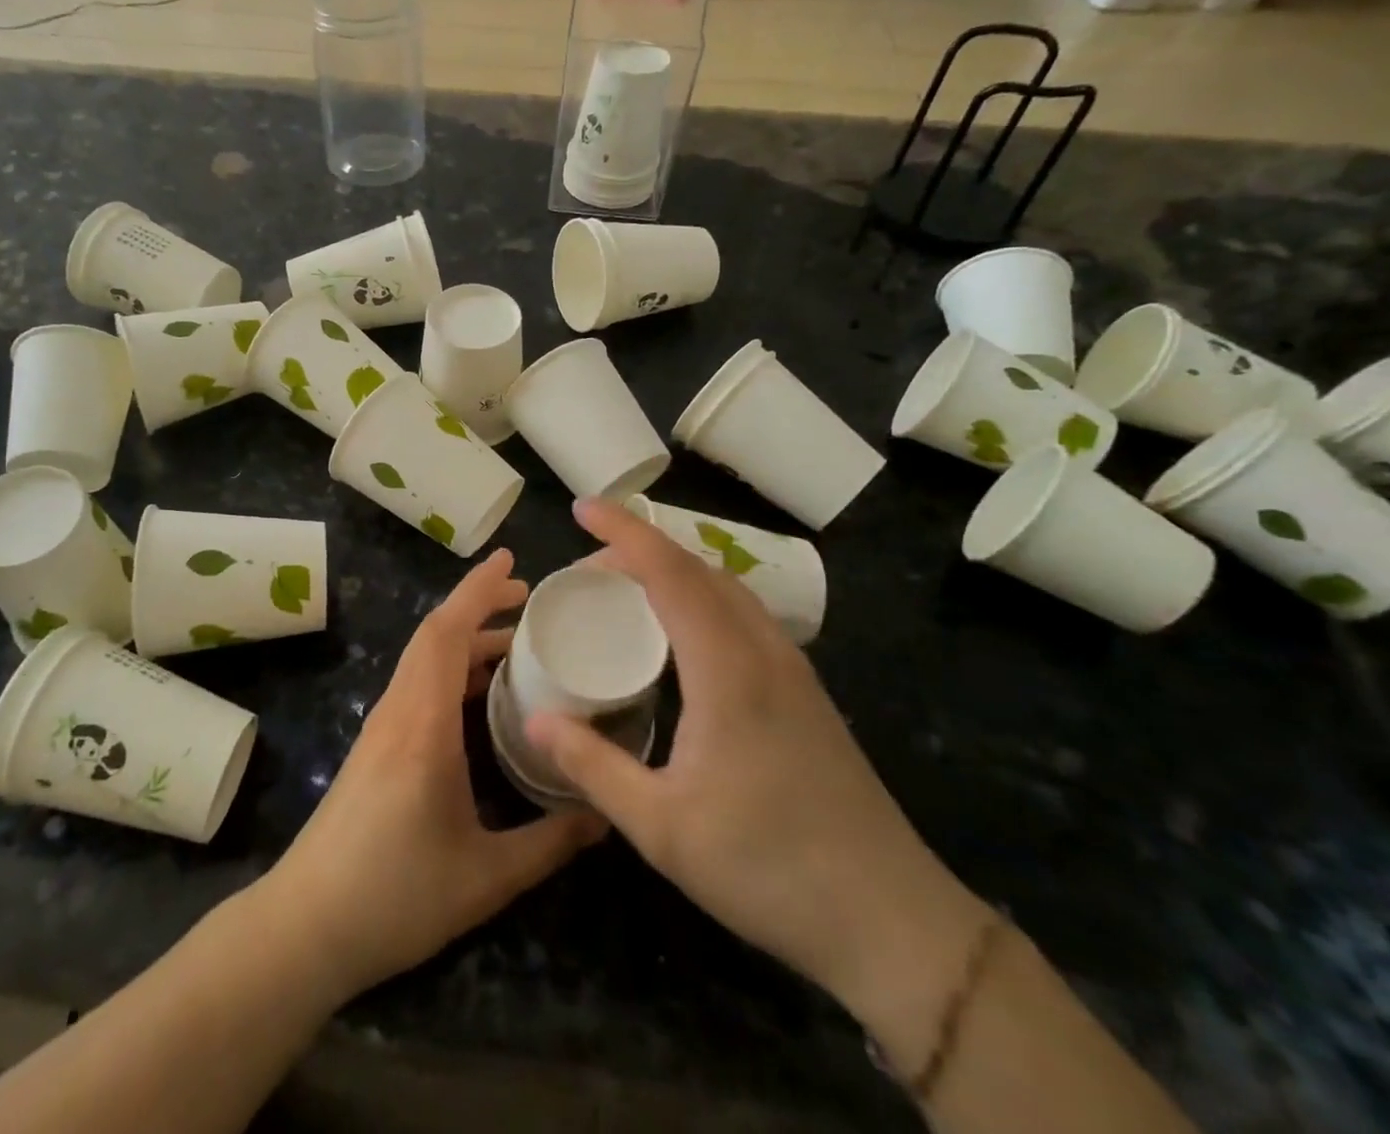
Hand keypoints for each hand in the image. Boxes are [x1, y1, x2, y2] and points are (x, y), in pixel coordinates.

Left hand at [262, 549, 605, 1001]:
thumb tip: (605, 816)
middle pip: (434, 634)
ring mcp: (382, 726)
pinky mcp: (377, 745)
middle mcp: (399, 710)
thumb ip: (550, 843)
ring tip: (515, 642)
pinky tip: (479, 693)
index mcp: (423, 725)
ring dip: (465, 637)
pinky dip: (450, 666)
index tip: (511, 562)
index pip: (447, 633)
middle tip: (528, 600)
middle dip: (478, 604)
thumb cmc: (395, 895)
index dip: (478, 590)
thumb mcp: (486, 877)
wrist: (306, 925)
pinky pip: (417, 683)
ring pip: (423, 657)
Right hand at [526, 501, 988, 1026]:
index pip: (669, 573)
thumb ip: (593, 766)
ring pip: (728, 588)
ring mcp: (792, 671)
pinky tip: (684, 633)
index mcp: (727, 669)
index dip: (623, 532)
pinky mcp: (805, 694)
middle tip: (589, 562)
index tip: (582, 507)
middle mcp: (763, 653)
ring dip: (675, 569)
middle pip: (699, 569)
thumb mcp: (662, 828)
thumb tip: (535, 719)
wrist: (894, 922)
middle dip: (641, 547)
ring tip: (628, 585)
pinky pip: (745, 615)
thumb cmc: (769, 869)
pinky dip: (702, 596)